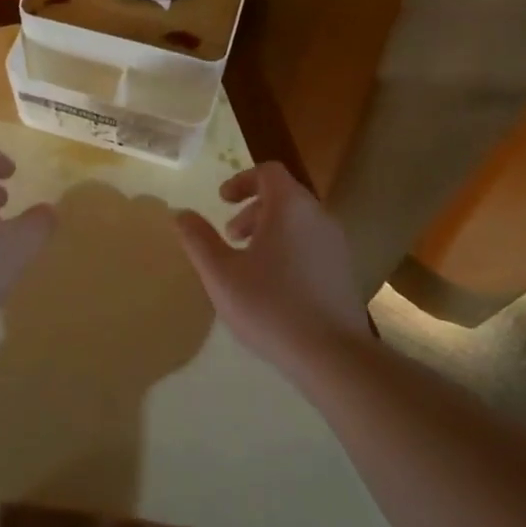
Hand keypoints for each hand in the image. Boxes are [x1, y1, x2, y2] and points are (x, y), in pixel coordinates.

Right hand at [174, 162, 370, 368]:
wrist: (332, 354)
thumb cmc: (270, 305)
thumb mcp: (220, 273)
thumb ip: (197, 239)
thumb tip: (180, 213)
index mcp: (289, 207)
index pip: (268, 172)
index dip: (241, 180)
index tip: (222, 201)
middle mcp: (318, 216)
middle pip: (284, 195)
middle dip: (252, 209)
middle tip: (230, 236)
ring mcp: (336, 243)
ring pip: (299, 221)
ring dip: (270, 230)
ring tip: (249, 262)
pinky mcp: (344, 270)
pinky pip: (312, 244)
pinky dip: (289, 248)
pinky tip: (274, 285)